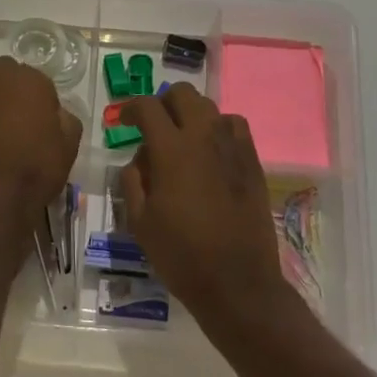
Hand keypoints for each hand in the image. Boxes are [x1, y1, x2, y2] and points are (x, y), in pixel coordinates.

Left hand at [0, 55, 81, 225]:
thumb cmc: (38, 170)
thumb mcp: (69, 146)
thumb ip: (65, 119)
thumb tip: (54, 113)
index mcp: (32, 82)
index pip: (36, 78)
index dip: (37, 99)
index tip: (38, 120)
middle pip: (3, 68)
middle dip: (7, 86)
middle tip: (10, 116)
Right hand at [120, 84, 288, 331]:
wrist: (238, 282)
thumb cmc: (181, 254)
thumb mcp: (140, 221)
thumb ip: (133, 181)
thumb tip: (138, 161)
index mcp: (172, 150)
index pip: (148, 107)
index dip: (130, 108)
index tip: (123, 121)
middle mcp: (205, 137)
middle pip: (183, 94)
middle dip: (163, 103)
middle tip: (153, 126)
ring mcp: (234, 147)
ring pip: (210, 108)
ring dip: (191, 116)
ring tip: (183, 141)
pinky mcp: (253, 162)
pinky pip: (234, 127)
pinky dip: (218, 129)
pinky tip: (211, 153)